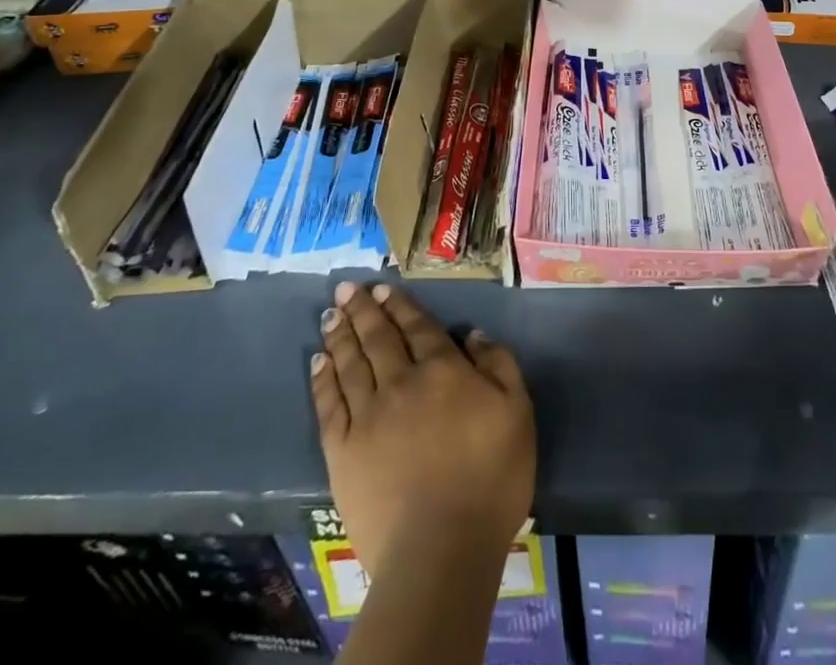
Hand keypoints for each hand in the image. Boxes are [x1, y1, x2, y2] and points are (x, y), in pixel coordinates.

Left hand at [311, 281, 535, 574]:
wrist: (441, 549)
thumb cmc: (490, 478)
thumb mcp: (517, 411)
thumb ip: (498, 364)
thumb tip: (473, 335)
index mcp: (442, 369)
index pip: (417, 326)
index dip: (399, 305)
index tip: (382, 287)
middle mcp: (401, 382)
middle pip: (378, 337)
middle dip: (363, 309)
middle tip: (347, 287)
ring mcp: (368, 416)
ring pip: (350, 364)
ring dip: (341, 335)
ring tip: (331, 313)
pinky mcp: (343, 452)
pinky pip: (329, 405)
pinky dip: (322, 380)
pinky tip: (318, 362)